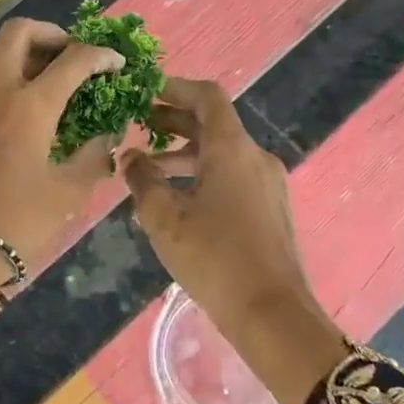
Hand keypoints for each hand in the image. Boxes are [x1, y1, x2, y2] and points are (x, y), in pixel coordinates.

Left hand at [0, 19, 125, 319]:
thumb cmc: (17, 224)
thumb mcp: (68, 193)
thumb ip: (92, 156)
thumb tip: (104, 136)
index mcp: (30, 106)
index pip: (73, 60)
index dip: (100, 55)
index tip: (114, 63)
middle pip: (16, 33)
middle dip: (49, 34)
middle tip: (68, 56)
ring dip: (18, 57)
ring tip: (41, 82)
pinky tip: (8, 124)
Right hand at [121, 78, 349, 403]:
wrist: (272, 314)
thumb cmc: (213, 257)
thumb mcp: (163, 217)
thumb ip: (142, 179)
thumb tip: (131, 156)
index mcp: (232, 149)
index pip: (207, 97)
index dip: (175, 88)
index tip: (145, 92)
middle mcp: (255, 157)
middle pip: (213, 124)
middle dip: (173, 122)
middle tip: (136, 126)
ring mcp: (268, 184)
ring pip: (221, 154)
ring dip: (183, 154)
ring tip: (147, 170)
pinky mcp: (271, 209)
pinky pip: (232, 177)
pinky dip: (202, 175)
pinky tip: (175, 201)